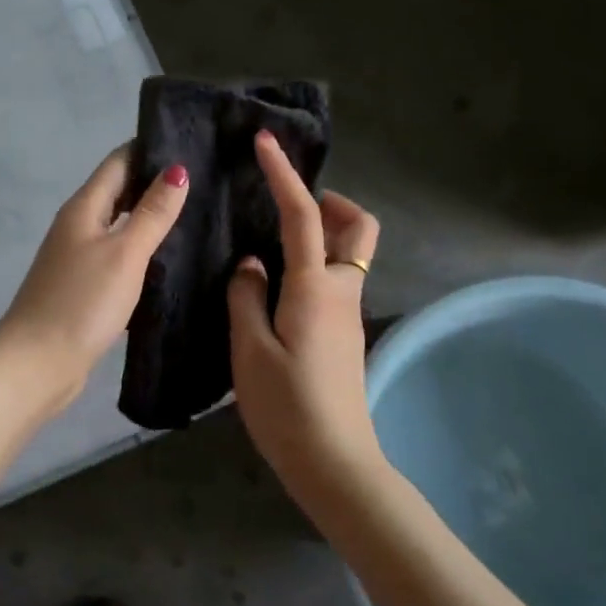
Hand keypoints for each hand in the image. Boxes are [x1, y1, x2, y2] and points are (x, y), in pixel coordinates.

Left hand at [0, 146, 189, 408]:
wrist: (37, 363)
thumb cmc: (82, 301)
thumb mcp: (124, 253)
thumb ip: (152, 213)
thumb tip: (177, 169)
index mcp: (84, 208)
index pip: (119, 162)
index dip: (150, 149)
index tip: (192, 143)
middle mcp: (78, 226)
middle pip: (119, 192)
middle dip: (156, 183)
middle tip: (206, 180)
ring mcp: (79, 258)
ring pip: (120, 226)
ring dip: (151, 218)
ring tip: (198, 215)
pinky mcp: (85, 287)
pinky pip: (118, 256)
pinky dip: (142, 251)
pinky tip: (170, 260)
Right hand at [227, 130, 382, 485]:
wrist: (335, 463)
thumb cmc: (287, 407)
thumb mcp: (250, 350)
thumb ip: (246, 297)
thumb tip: (252, 264)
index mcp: (314, 288)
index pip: (303, 216)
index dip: (284, 175)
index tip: (266, 142)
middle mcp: (341, 291)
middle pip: (359, 227)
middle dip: (331, 201)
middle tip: (288, 205)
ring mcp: (348, 312)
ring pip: (352, 252)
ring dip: (326, 230)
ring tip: (275, 239)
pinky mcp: (344, 332)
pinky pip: (338, 276)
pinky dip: (317, 259)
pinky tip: (278, 282)